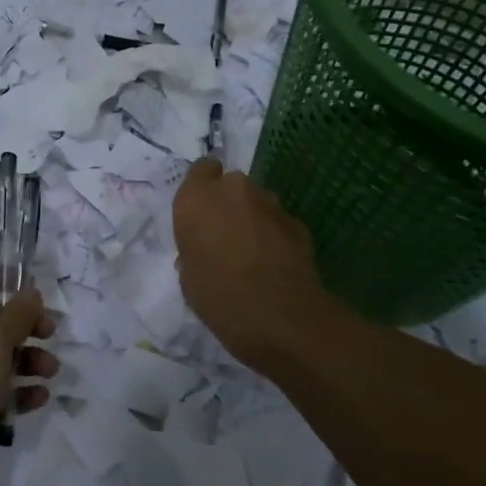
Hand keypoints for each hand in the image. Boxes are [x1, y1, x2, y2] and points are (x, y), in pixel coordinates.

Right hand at [173, 158, 325, 373]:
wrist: (278, 316)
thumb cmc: (217, 296)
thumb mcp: (188, 276)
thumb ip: (194, 249)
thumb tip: (205, 250)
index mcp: (197, 198)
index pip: (201, 169)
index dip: (203, 187)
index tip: (202, 212)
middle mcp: (234, 190)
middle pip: (231, 186)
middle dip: (229, 205)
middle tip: (225, 238)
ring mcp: (271, 204)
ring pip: (257, 203)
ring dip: (253, 220)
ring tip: (252, 255)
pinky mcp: (298, 223)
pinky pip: (278, 224)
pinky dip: (275, 237)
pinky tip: (274, 266)